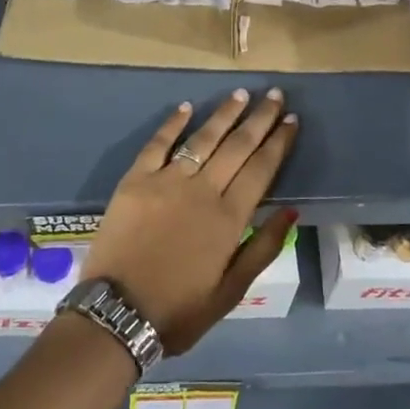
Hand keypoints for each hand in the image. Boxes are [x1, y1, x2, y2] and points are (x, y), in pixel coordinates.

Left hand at [81, 89, 299, 355]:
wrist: (118, 315)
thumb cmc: (179, 310)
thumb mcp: (231, 292)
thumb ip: (262, 248)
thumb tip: (290, 211)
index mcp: (229, 218)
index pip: (261, 169)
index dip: (278, 142)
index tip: (291, 119)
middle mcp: (202, 190)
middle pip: (237, 146)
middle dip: (259, 118)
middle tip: (274, 95)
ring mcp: (166, 181)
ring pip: (202, 138)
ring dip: (224, 114)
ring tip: (240, 93)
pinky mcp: (135, 180)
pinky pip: (157, 144)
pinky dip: (173, 123)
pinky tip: (186, 107)